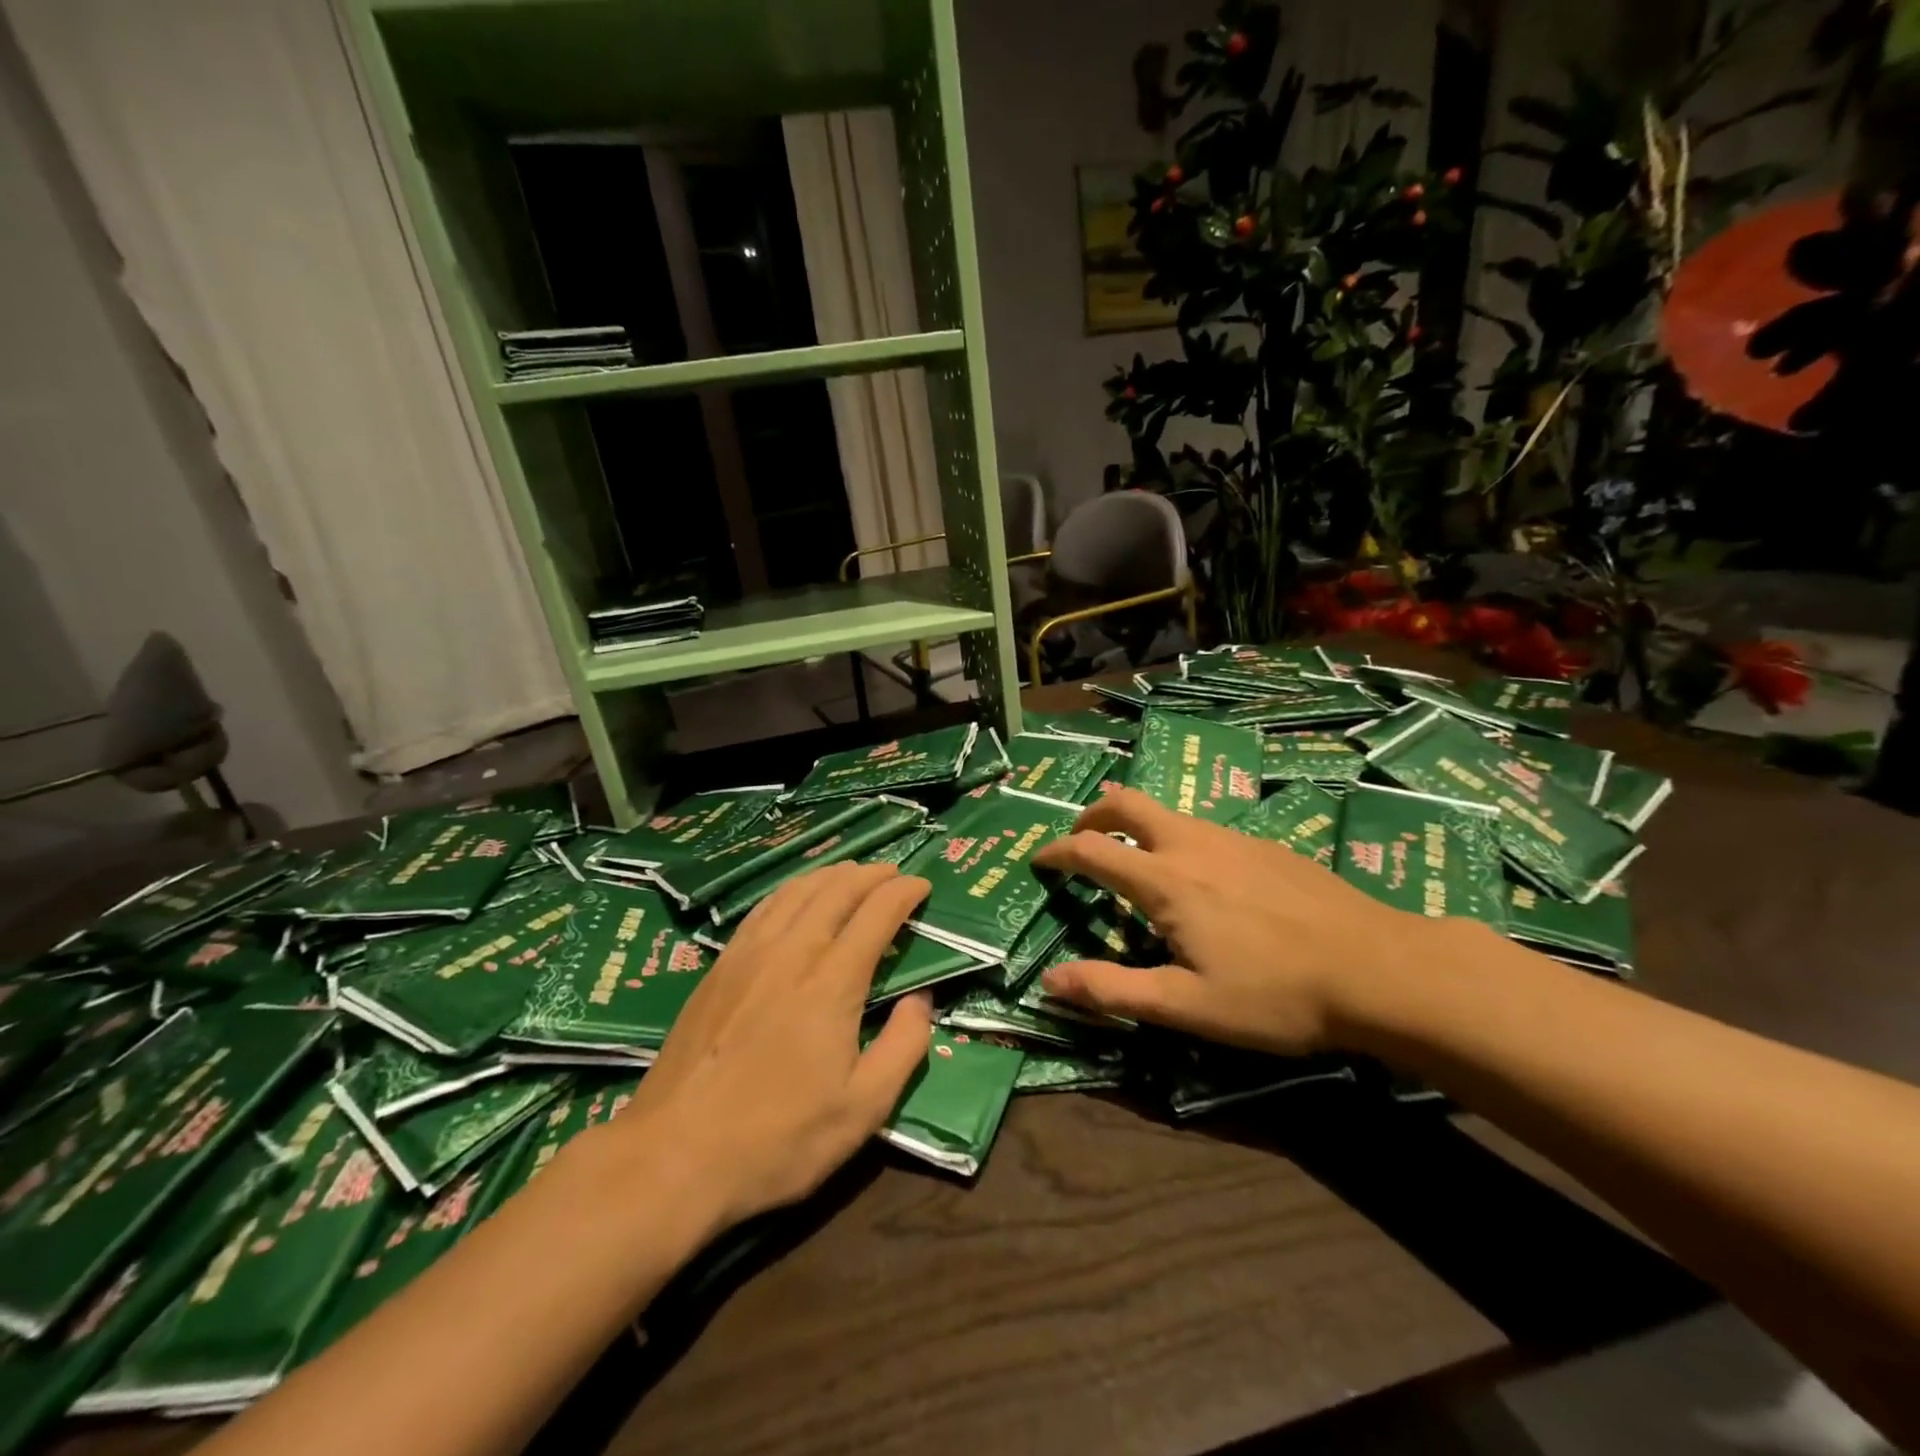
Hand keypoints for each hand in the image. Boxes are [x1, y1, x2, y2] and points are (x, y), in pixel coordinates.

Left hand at [608, 862, 933, 1231]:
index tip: (924, 885)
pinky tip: (797, 897)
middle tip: (894, 874)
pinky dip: (793, 889)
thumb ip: (903, 1047)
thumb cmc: (778, 1138)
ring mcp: (749, 955)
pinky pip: (764, 908)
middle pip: (837, 889)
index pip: (876, 912)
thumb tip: (921, 999)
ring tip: (853, 874)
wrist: (673, 1156)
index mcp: (832, 981)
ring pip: (797, 890)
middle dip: (872, 874)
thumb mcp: (862, 1109)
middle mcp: (792, 952)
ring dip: (832, 874)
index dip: (904, 891)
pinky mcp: (719, 966)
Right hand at [1032, 789, 1439, 1055]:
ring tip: (1135, 859)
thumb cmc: (1275, 995)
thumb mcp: (1187, 1006)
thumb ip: (1113, 990)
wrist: (1380, 969)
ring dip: (1136, 825)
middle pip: (1128, 803)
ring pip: (1169, 813)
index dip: (1057, 851)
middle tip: (1080, 836)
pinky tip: (1202, 878)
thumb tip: (1050, 980)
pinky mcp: (1266, 846)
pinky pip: (1205, 828)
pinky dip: (1177, 837)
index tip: (1038, 859)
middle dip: (1093, 813)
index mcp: (1165, 881)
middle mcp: (1192, 845)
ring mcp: (1234, 839)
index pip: (1091, 849)